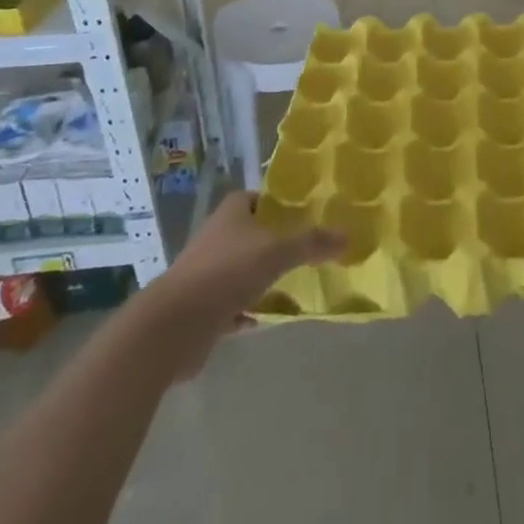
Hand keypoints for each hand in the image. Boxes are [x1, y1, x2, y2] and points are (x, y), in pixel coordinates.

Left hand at [145, 191, 342, 371]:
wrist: (175, 325)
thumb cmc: (227, 272)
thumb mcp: (277, 252)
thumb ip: (312, 244)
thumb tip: (348, 236)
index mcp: (231, 213)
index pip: (258, 198)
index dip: (279, 204)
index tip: (305, 215)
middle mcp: (217, 237)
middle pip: (251, 234)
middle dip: (275, 243)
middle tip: (307, 251)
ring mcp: (206, 272)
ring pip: (242, 270)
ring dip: (262, 279)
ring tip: (294, 286)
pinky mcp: (201, 307)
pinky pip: (231, 304)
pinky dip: (247, 311)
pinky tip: (265, 319)